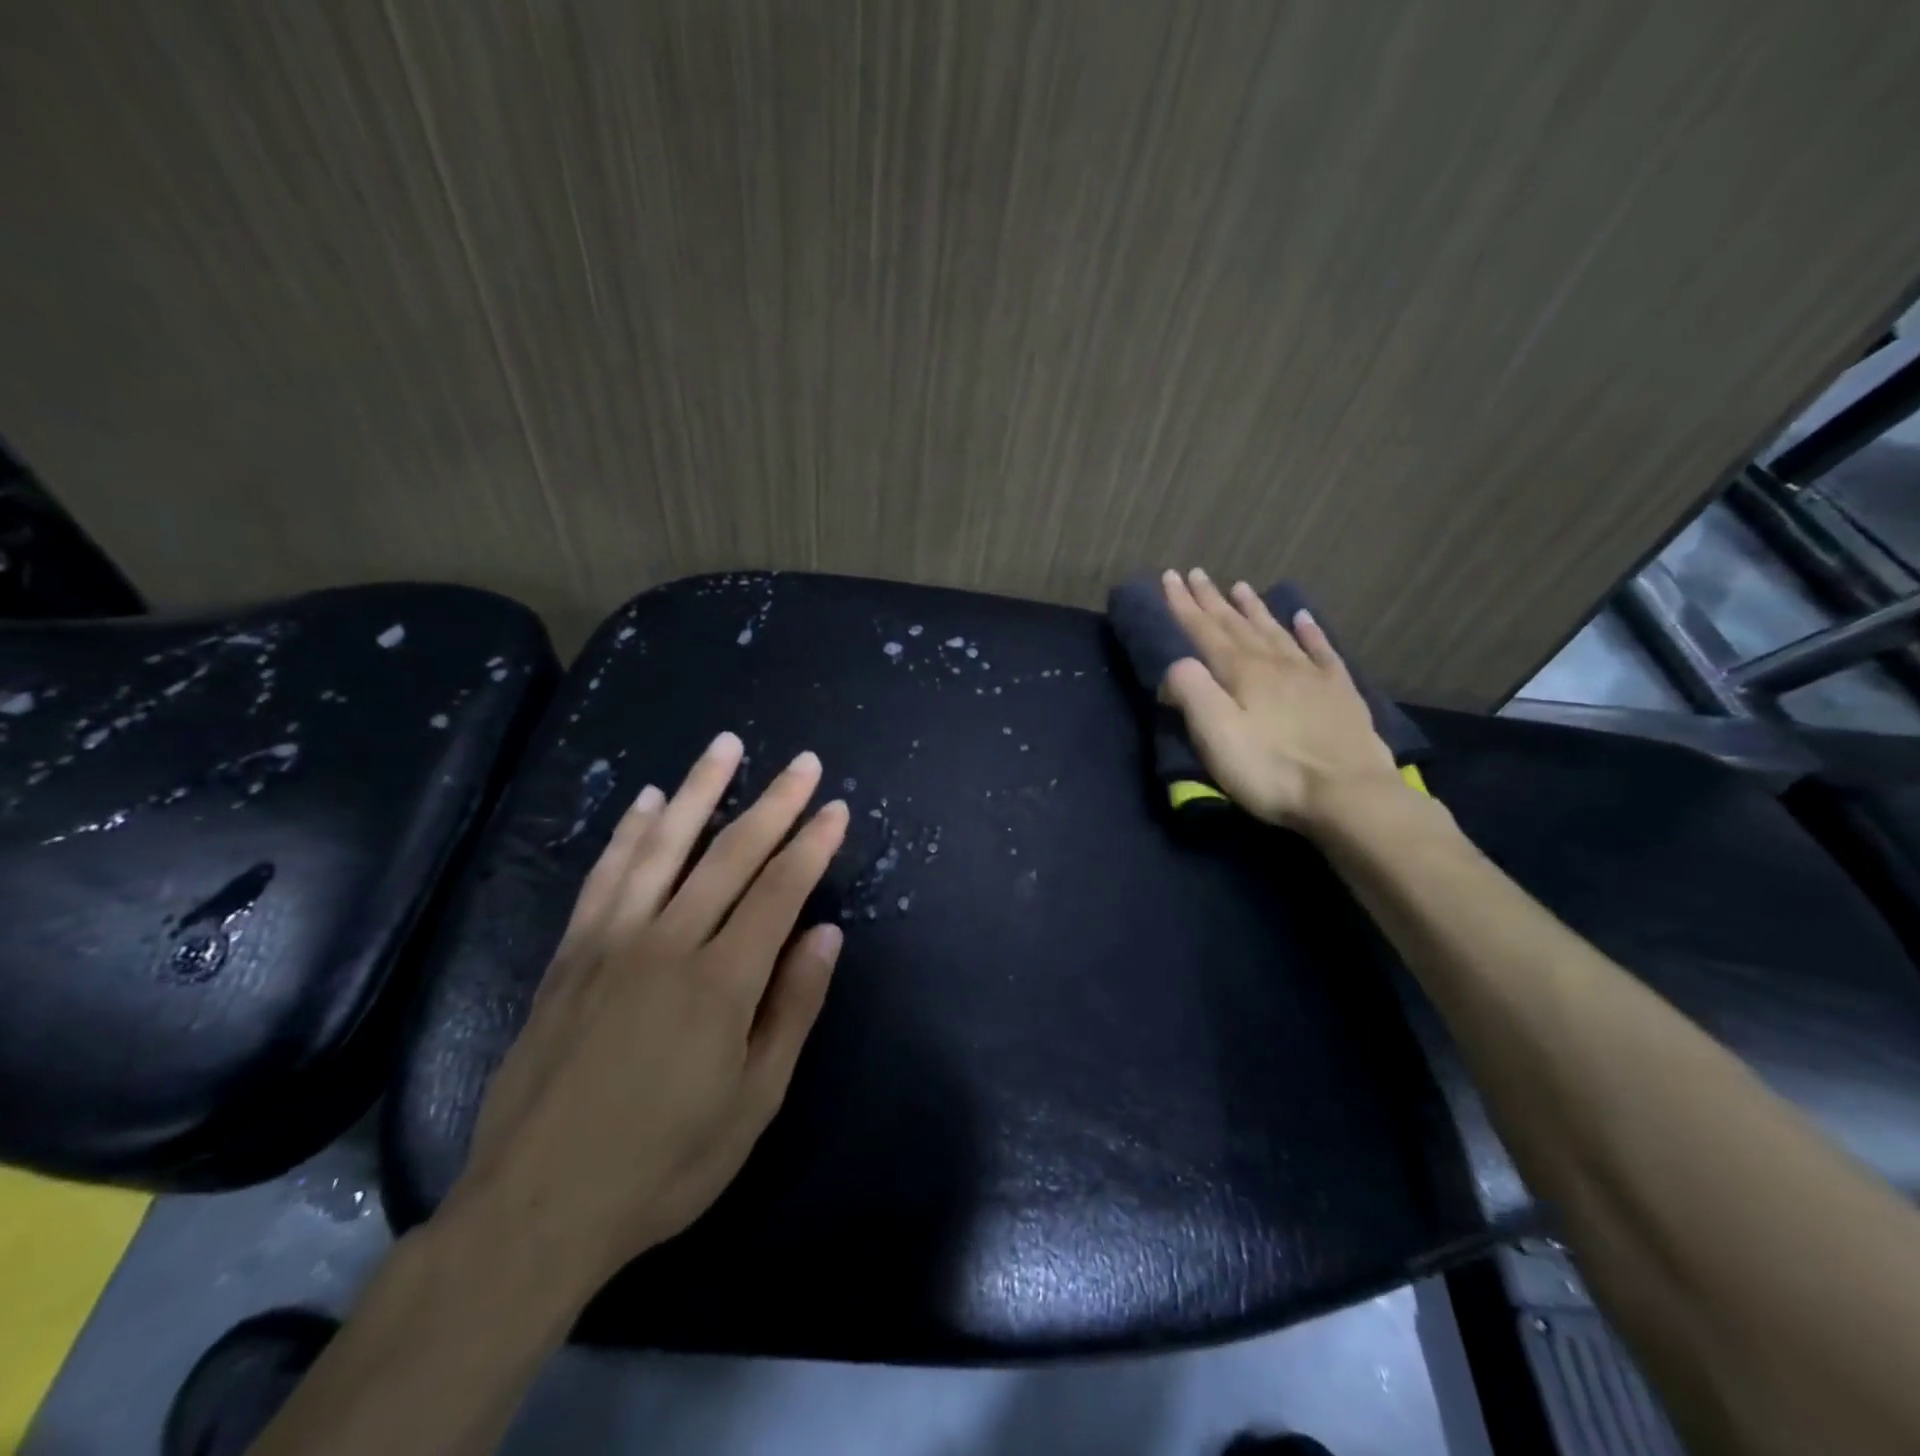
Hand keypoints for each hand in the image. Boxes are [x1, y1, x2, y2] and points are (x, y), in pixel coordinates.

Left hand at [447, 731, 849, 1296]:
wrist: (534, 1209)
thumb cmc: (663, 1164)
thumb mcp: (753, 1102)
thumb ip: (792, 1009)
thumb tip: (826, 935)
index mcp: (721, 982)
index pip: (779, 891)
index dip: (812, 845)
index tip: (835, 808)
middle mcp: (667, 944)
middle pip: (730, 854)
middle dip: (773, 804)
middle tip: (803, 762)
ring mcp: (611, 942)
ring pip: (663, 846)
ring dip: (698, 791)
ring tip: (725, 747)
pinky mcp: (569, 954)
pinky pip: (605, 876)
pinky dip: (630, 833)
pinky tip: (646, 801)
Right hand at [1160, 568, 1402, 829]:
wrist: (1348, 795)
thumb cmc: (1271, 769)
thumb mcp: (1216, 735)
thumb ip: (1191, 692)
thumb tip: (1176, 663)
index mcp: (1241, 672)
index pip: (1205, 630)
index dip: (1184, 605)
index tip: (1169, 577)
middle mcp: (1275, 663)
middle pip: (1237, 624)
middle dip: (1213, 599)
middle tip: (1196, 573)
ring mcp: (1311, 675)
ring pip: (1275, 631)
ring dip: (1254, 609)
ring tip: (1239, 586)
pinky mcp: (1339, 693)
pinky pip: (1321, 651)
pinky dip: (1309, 632)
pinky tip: (1303, 618)